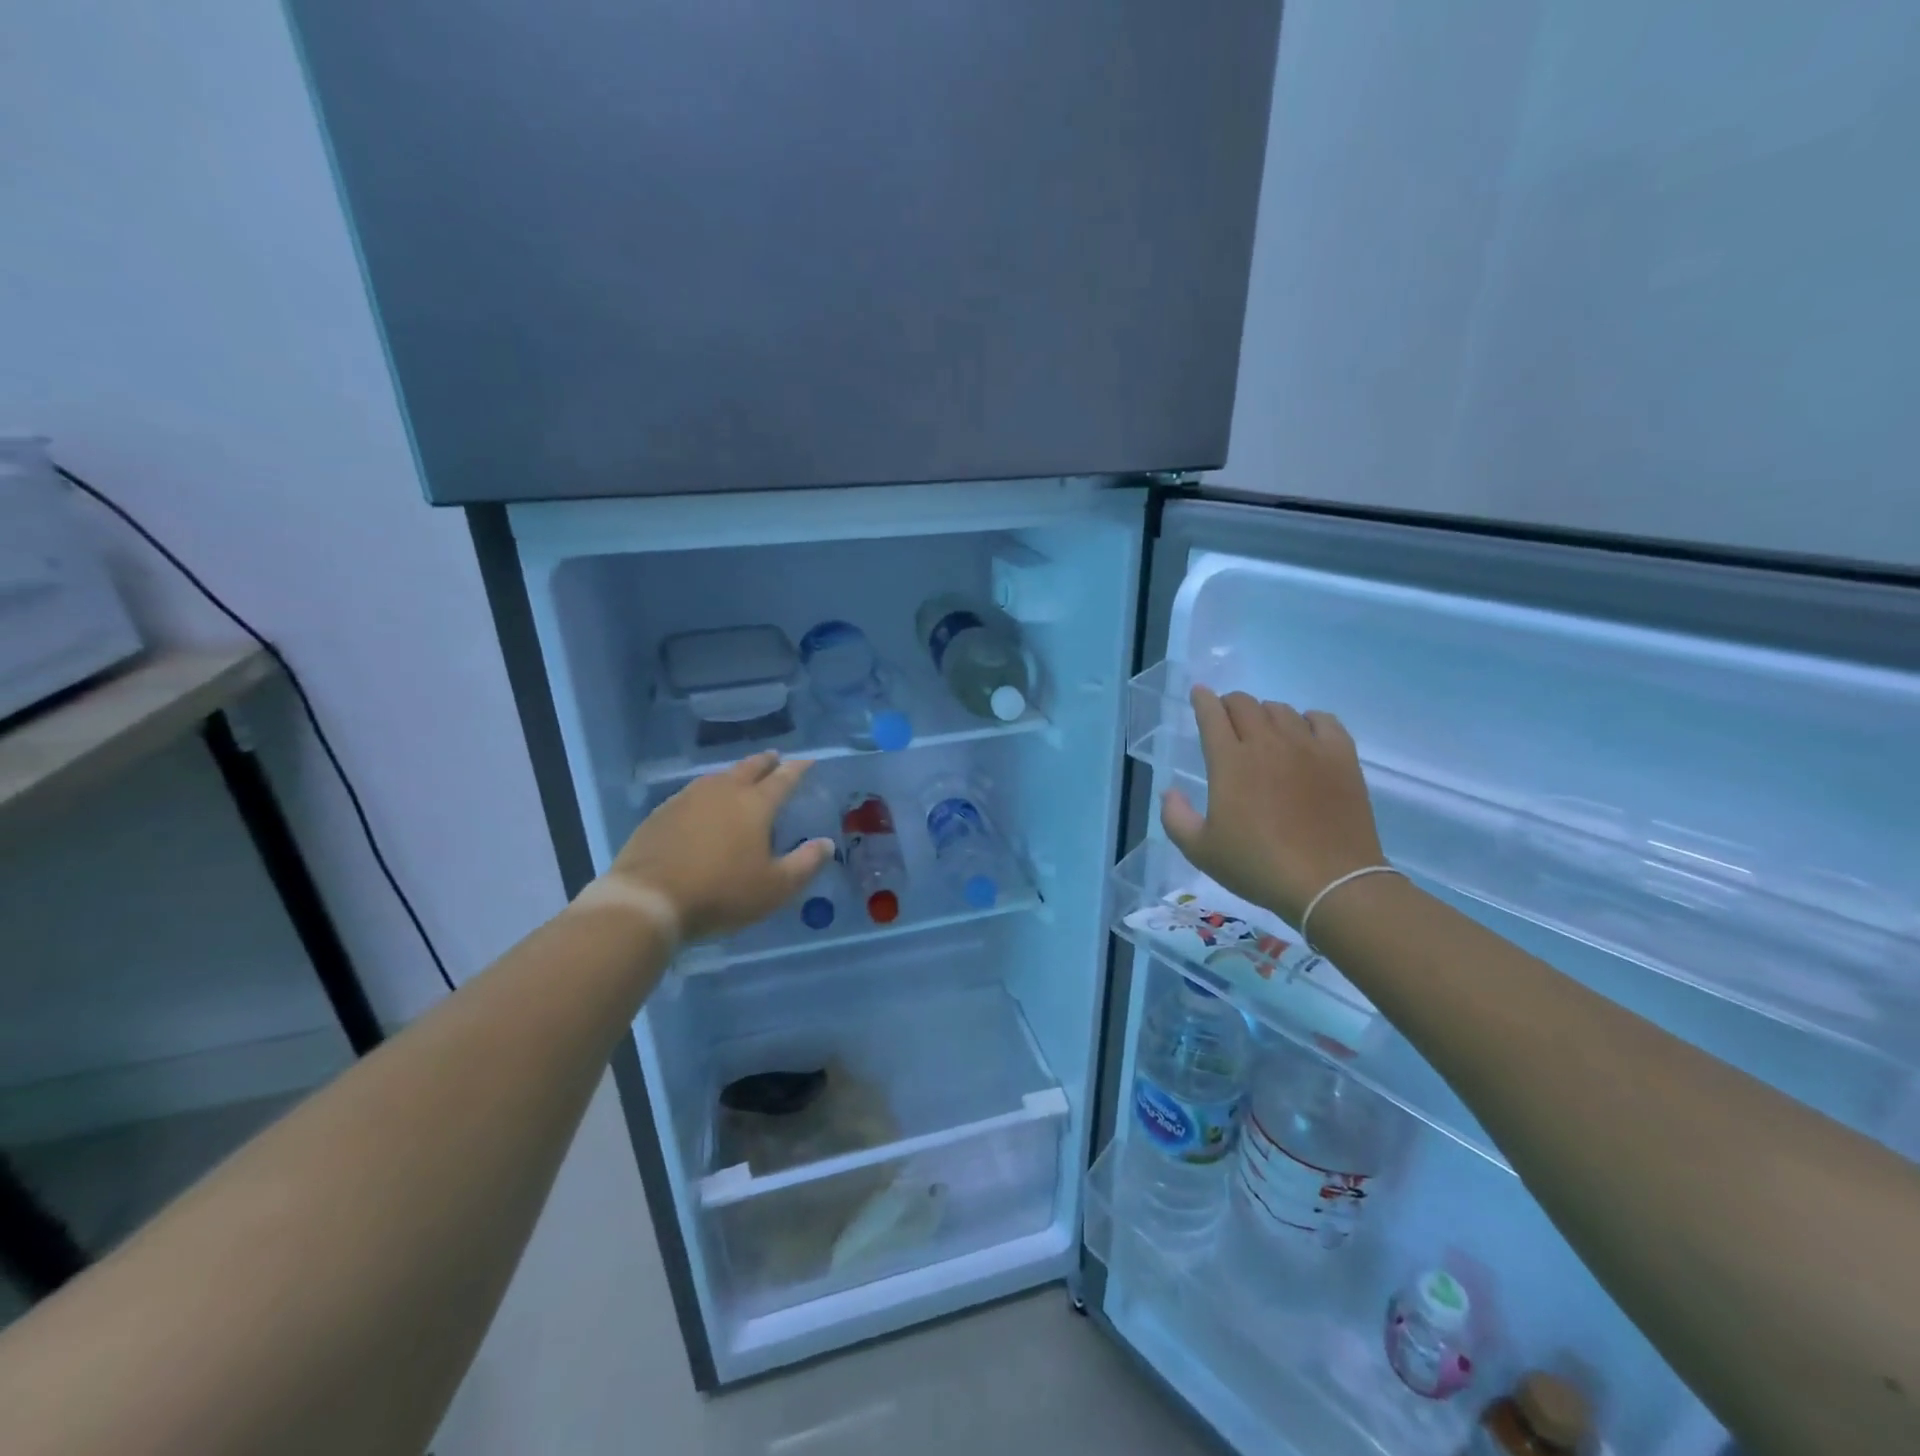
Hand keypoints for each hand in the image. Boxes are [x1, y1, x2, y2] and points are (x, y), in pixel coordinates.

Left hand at [606, 752, 832, 941]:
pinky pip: (692, 793)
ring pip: (718, 777)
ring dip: (734, 774)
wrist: (648, 900)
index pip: (783, 779)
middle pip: (749, 768)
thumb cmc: (721, 893)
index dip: (798, 769)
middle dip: (766, 762)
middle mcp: (723, 792)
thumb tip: (826, 843)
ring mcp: (688, 799)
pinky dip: (707, 792)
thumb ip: (805, 864)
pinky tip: (703, 805)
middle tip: (775, 758)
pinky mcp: (661, 814)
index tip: (808, 761)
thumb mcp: (775, 888)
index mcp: (755, 805)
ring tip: (741, 777)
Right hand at [1160, 687, 1385, 926]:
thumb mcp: (1200, 851)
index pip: (1212, 713)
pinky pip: (1323, 719)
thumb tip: (1169, 791)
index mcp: (1230, 761)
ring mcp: (1307, 746)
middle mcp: (1267, 743)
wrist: (1330, 883)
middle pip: (1245, 704)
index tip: (1198, 695)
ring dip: (1265, 714)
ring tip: (1263, 732)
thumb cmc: (1258, 866)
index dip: (1202, 700)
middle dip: (1230, 704)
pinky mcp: (1341, 757)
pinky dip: (1307, 719)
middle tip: (1227, 719)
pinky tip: (1304, 734)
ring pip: (1281, 709)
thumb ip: (1175, 817)